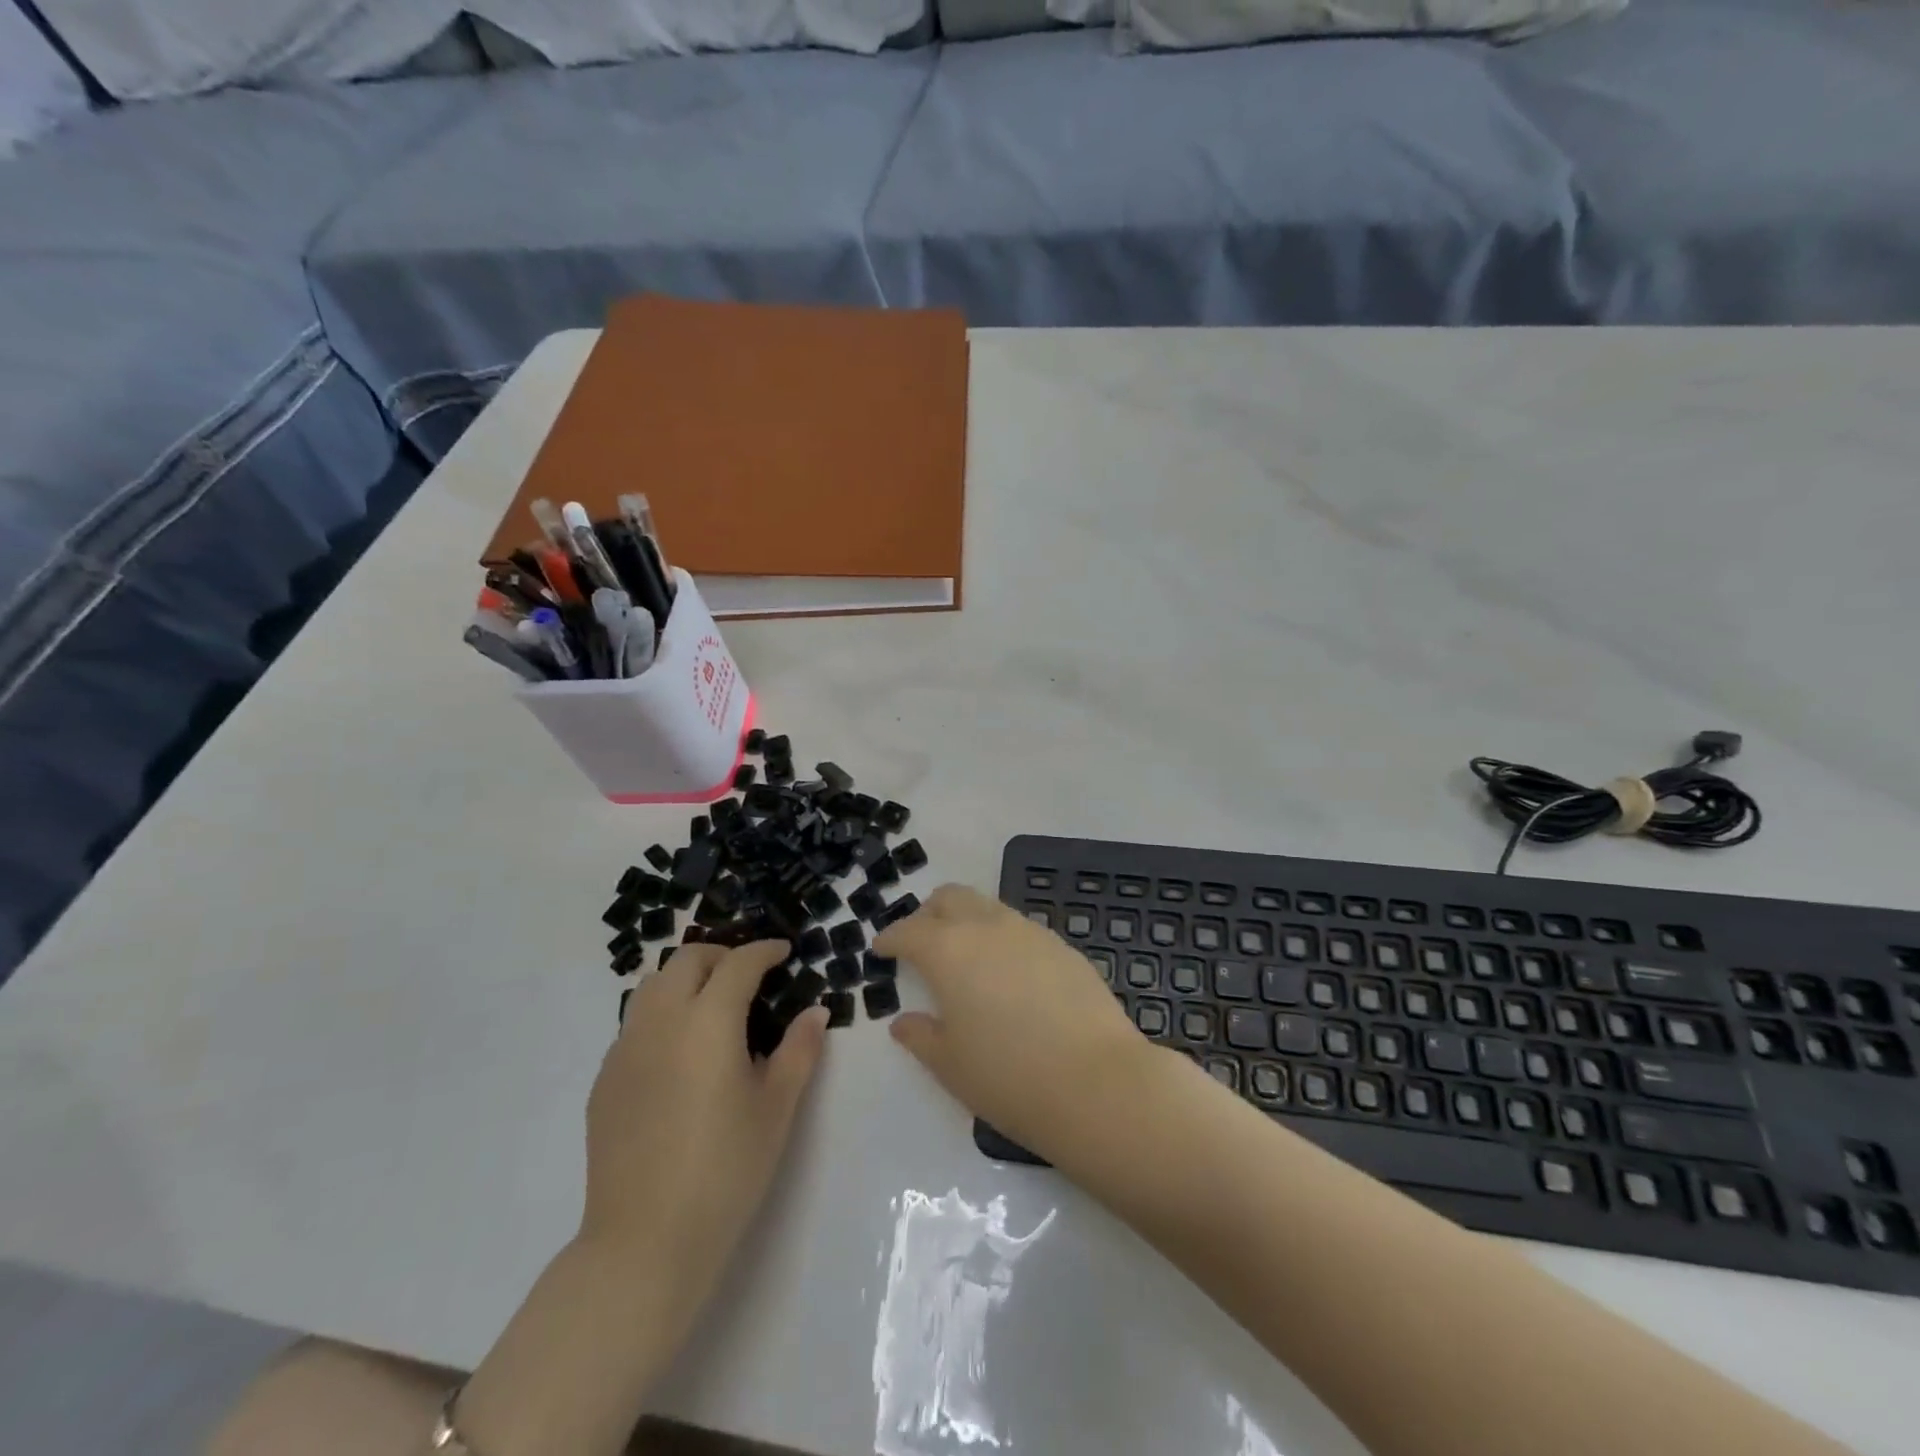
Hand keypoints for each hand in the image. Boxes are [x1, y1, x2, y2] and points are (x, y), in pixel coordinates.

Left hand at [582, 940, 827, 1301]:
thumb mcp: (777, 1108)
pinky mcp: (605, 1080)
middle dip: (722, 955)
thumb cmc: (726, 1170)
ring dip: (686, 979)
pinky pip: (634, 1024)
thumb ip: (799, 1050)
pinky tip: (679, 1053)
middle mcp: (661, 1021)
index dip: (764, 951)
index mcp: (708, 1022)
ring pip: (653, 986)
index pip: (739, 964)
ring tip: (712, 1005)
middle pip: (687, 960)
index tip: (783, 952)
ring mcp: (625, 1049)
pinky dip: (661, 1014)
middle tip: (749, 975)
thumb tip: (814, 1011)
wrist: (645, 1241)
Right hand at [875, 884, 1152, 1160]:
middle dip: (928, 915)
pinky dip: (1003, 940)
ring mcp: (1030, 932)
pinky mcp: (1063, 946)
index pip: (908, 931)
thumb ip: (921, 1036)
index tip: (881, 949)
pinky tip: (1010, 976)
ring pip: (988, 907)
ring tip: (967, 960)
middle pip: (950, 898)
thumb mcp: (950, 1065)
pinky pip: (1021, 929)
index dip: (890, 938)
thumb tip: (904, 1022)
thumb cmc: (1008, 1077)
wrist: (1097, 1083)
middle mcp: (987, 927)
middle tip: (922, 944)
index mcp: (948, 950)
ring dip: (968, 922)